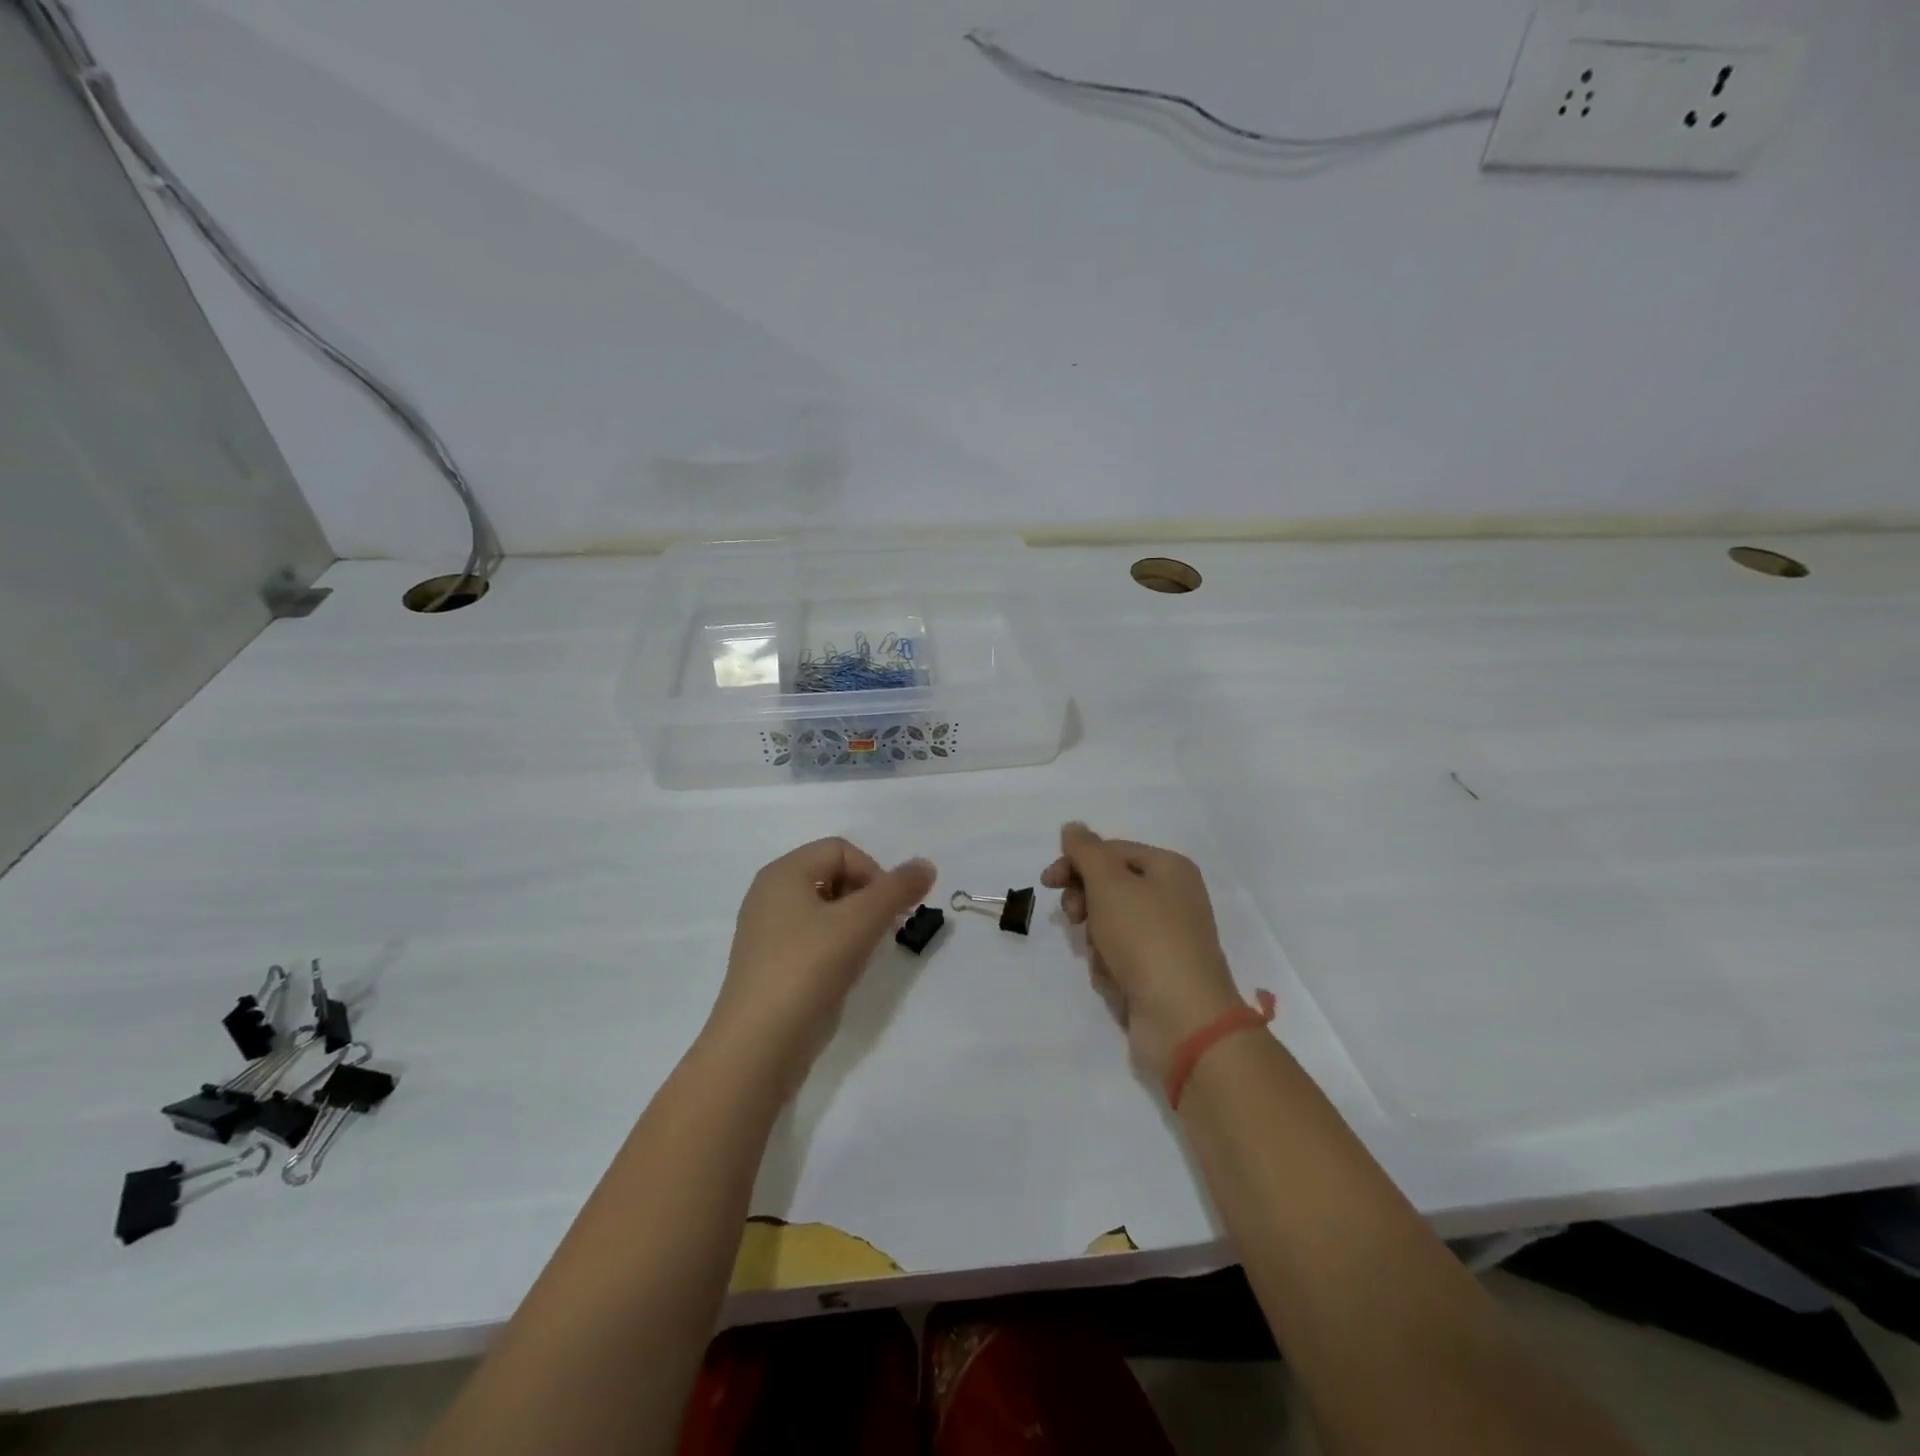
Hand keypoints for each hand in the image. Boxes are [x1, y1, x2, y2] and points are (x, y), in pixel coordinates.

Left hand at [704, 838, 934, 1097]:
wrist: (759, 1046)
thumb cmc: (808, 968)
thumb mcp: (861, 921)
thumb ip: (898, 889)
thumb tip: (926, 865)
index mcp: (783, 874)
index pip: (841, 850)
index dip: (873, 872)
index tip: (890, 910)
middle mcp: (770, 896)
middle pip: (832, 876)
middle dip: (867, 898)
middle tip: (884, 930)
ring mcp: (768, 934)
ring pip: (825, 911)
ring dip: (855, 925)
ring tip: (864, 954)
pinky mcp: (772, 968)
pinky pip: (813, 941)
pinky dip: (836, 948)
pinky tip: (845, 975)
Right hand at [1042, 823, 1244, 1081]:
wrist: (1183, 1019)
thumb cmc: (1146, 939)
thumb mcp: (1109, 883)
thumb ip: (1086, 851)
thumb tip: (1073, 827)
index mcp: (1169, 868)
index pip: (1112, 851)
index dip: (1076, 862)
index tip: (1047, 883)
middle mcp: (1173, 897)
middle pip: (1111, 886)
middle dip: (1086, 902)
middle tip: (1075, 918)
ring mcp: (1168, 937)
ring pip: (1111, 923)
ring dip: (1097, 937)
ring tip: (1104, 956)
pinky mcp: (1160, 972)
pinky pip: (1121, 956)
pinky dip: (1110, 964)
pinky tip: (1114, 980)